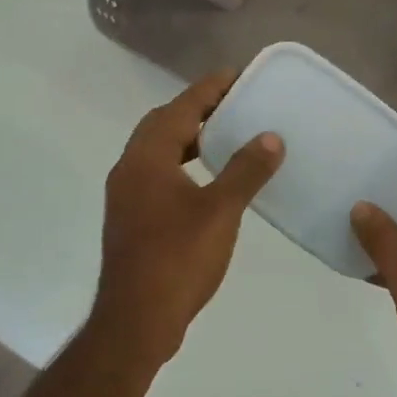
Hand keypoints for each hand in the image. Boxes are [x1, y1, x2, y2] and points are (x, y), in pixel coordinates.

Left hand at [92, 70, 283, 370]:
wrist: (135, 321)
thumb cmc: (178, 260)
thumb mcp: (220, 212)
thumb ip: (245, 170)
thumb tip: (270, 136)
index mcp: (147, 158)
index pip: (179, 108)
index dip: (208, 89)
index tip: (236, 74)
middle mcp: (129, 169)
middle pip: (162, 124)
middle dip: (196, 110)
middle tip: (233, 105)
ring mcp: (125, 195)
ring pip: (157, 150)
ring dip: (188, 137)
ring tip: (224, 137)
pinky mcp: (130, 217)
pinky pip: (156, 173)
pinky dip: (181, 163)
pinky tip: (207, 180)